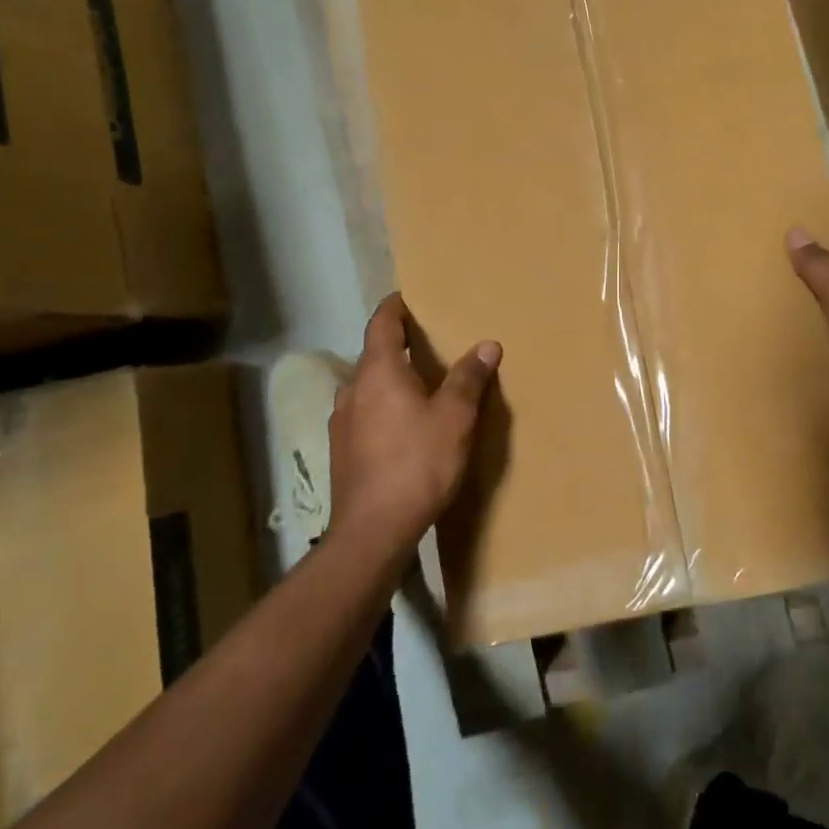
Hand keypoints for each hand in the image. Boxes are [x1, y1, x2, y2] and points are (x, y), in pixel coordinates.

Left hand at [328, 293, 500, 549]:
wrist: (372, 531)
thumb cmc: (418, 463)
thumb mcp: (455, 418)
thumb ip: (468, 378)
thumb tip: (487, 344)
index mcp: (378, 372)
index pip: (381, 324)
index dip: (395, 307)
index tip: (410, 298)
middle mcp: (352, 390)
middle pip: (374, 355)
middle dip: (399, 345)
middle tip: (430, 343)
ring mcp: (341, 422)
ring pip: (368, 387)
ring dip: (391, 379)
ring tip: (421, 386)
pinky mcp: (341, 451)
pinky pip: (365, 413)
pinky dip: (384, 406)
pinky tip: (405, 426)